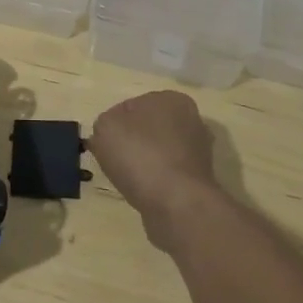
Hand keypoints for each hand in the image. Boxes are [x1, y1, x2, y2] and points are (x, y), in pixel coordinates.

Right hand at [89, 91, 218, 249]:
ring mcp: (198, 152)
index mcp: (171, 99)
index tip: (103, 141)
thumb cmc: (139, 155)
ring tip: (127, 178)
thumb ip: (104, 123)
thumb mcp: (105, 127)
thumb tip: (111, 133)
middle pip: (148, 129)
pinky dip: (154, 182)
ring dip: (143, 163)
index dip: (114, 124)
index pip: (132, 106)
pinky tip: (143, 191)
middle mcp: (191, 121)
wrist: (176, 203)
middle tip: (113, 159)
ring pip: (158, 153)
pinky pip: (166, 175)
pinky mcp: (198, 180)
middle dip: (132, 142)